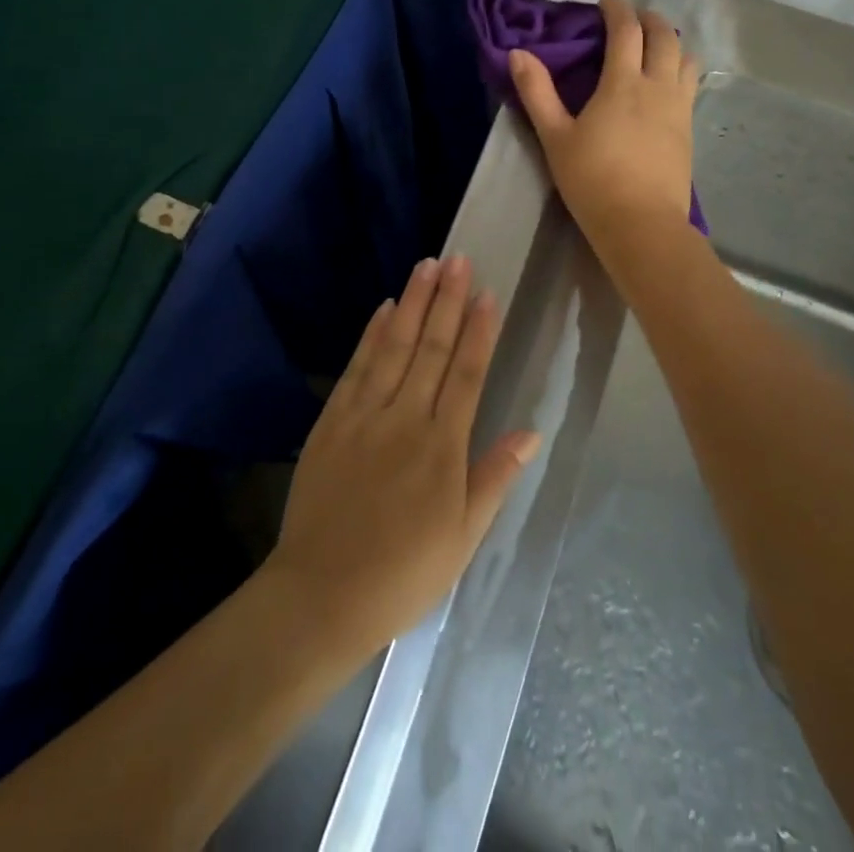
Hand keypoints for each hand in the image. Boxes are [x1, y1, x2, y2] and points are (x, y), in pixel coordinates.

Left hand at [264, 257, 539, 654]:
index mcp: (442, 447)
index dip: (478, 331)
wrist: (322, 593)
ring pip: (395, 347)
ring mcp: (365, 415)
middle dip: (447, 301)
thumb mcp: (463, 537)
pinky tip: (385, 309)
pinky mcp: (332, 420)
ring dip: (412, 304)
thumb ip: (494, 478)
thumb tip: (531, 431)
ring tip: (427, 266)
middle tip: (458, 259)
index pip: (466, 374)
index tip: (488, 294)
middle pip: (432, 349)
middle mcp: (406, 419)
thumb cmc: (404, 573)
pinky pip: (357, 368)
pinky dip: (372, 335)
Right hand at [509, 0, 698, 249]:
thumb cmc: (592, 179)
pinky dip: (679, 70)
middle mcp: (658, 86)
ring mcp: (679, 108)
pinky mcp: (689, 130)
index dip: (617, 10)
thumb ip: (536, 92)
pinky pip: (690, 86)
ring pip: (686, 59)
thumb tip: (518, 53)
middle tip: (631, 20)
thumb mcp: (554, 137)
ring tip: (653, 48)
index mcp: (623, 83)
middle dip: (649, 19)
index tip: (605, 5)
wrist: (641, 224)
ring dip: (671, 43)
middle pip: (665, 36)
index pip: (627, 30)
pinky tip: (664, 86)